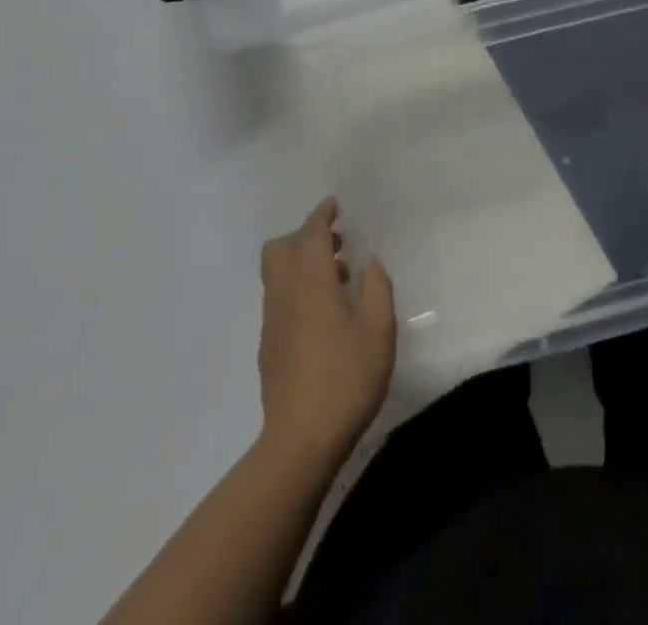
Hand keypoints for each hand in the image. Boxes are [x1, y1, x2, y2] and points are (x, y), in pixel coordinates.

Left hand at [257, 199, 396, 467]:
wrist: (300, 441)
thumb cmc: (347, 377)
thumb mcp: (379, 328)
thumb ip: (377, 286)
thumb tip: (368, 262)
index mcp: (311, 282)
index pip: (310, 234)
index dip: (322, 215)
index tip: (335, 205)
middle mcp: (284, 294)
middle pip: (280, 249)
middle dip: (304, 236)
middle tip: (336, 243)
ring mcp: (272, 322)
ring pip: (276, 274)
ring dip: (301, 263)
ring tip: (337, 279)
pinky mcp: (268, 347)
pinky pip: (278, 298)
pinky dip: (296, 288)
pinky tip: (324, 314)